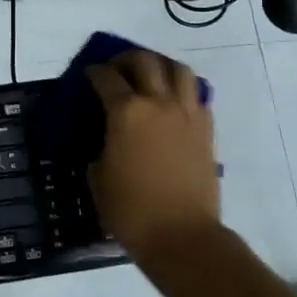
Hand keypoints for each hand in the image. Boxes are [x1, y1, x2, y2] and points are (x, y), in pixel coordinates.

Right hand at [86, 49, 222, 265]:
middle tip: (117, 70)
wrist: (182, 237)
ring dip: (161, 65)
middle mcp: (158, 103)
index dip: (95, 72)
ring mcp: (187, 114)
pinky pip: (196, 95)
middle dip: (126, 59)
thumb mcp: (99, 177)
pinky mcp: (206, 129)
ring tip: (151, 76)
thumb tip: (107, 137)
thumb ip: (101, 146)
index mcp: (126, 112)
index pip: (107, 78)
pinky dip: (183, 90)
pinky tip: (173, 102)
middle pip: (145, 61)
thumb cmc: (131, 211)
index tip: (90, 74)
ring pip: (178, 69)